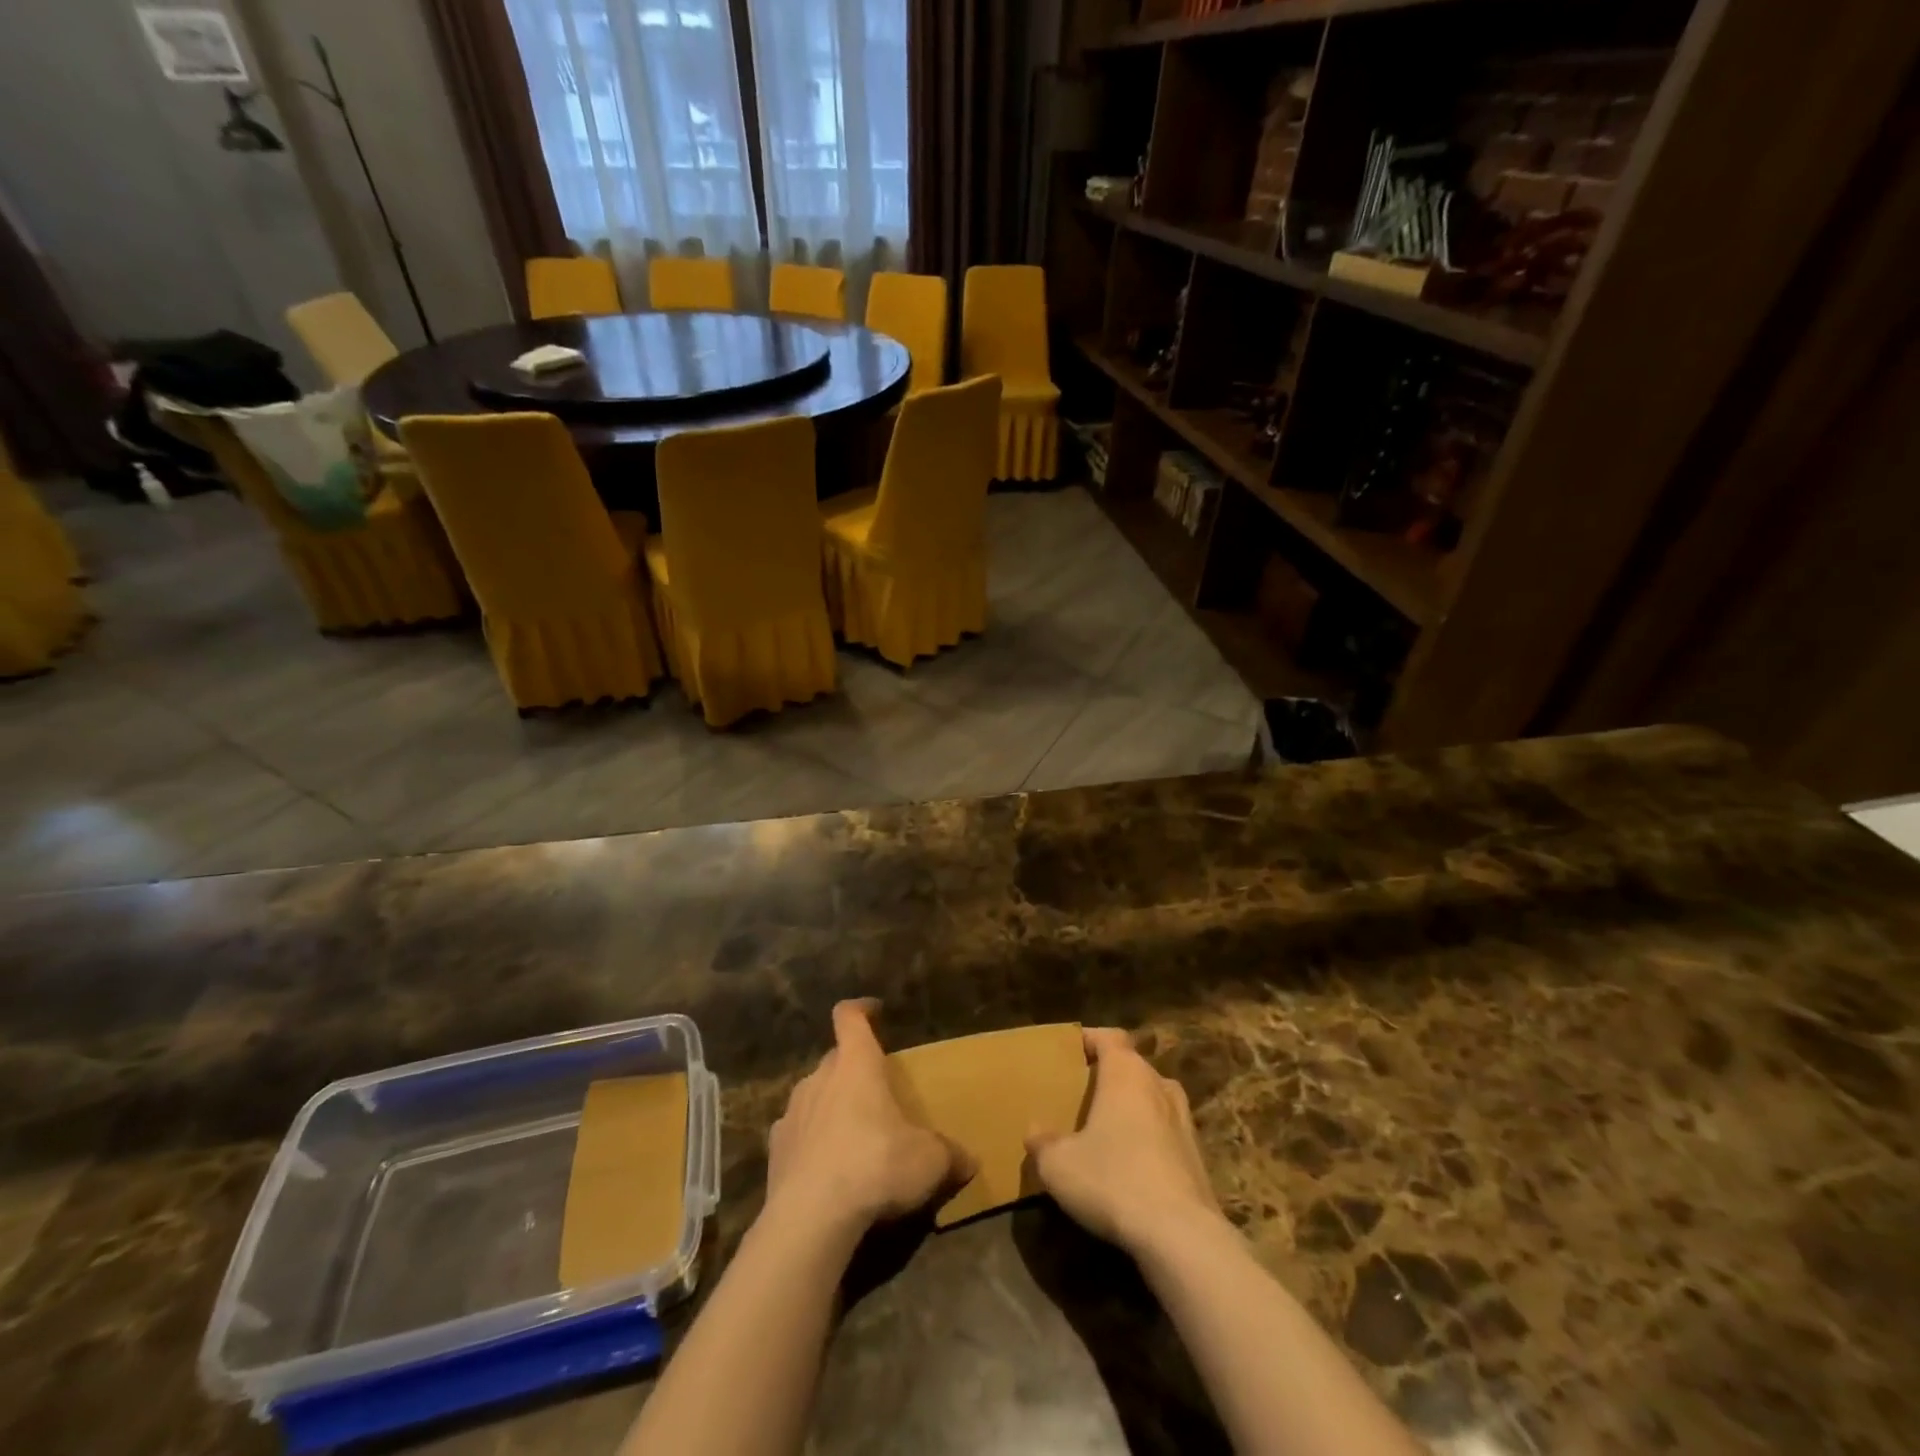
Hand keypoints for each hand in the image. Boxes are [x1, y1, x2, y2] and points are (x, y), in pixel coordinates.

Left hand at [764, 1000, 969, 1237]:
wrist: (810, 1217)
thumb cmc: (876, 1166)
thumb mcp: (929, 1161)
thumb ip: (950, 1155)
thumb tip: (972, 1162)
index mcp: (856, 1064)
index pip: (849, 1016)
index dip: (861, 1009)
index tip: (874, 1011)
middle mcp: (820, 1078)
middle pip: (834, 1058)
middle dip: (852, 1067)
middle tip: (874, 1090)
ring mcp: (792, 1113)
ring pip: (813, 1094)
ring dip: (830, 1105)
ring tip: (850, 1132)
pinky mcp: (776, 1149)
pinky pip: (795, 1133)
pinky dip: (809, 1141)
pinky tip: (824, 1167)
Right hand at [1026, 1027, 1222, 1254]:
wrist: (1181, 1235)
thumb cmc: (1113, 1180)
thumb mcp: (1059, 1165)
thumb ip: (1043, 1143)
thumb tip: (1034, 1131)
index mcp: (1126, 1073)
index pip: (1110, 1036)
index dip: (1090, 1038)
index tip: (1071, 1050)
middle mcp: (1159, 1085)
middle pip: (1133, 1066)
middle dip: (1109, 1075)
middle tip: (1083, 1092)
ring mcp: (1184, 1120)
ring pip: (1153, 1098)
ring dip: (1133, 1106)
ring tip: (1108, 1127)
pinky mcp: (1198, 1157)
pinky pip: (1166, 1132)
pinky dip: (1149, 1138)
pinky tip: (1132, 1164)